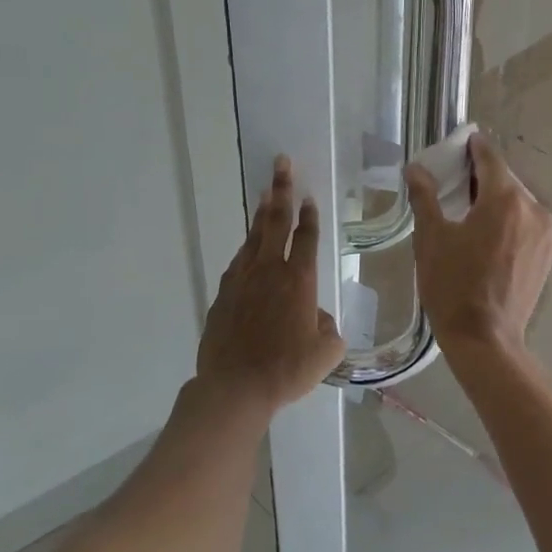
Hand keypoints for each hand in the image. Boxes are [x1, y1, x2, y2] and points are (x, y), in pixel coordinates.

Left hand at [197, 156, 344, 414]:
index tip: (308, 196)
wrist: (236, 387)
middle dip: (281, 190)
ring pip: (253, 239)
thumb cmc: (288, 369)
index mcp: (299, 280)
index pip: (306, 238)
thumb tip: (317, 317)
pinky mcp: (223, 296)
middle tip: (281, 164)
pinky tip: (246, 250)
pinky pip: (237, 264)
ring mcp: (242, 281)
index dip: (309, 215)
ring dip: (261, 215)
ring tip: (266, 194)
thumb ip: (328, 329)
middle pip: (276, 223)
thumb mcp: (326, 352)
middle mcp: (270, 271)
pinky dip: (245, 250)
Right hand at [404, 133, 551, 357]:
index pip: (490, 157)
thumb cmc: (453, 286)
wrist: (485, 339)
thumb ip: (425, 196)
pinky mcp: (547, 253)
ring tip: (469, 212)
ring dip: (495, 200)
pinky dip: (509, 220)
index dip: (473, 147)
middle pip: (505, 180)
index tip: (460, 144)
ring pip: (517, 202)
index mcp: (505, 199)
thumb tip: (416, 168)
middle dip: (481, 177)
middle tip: (454, 182)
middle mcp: (533, 208)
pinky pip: (526, 223)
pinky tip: (488, 235)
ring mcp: (545, 233)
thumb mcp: (431, 238)